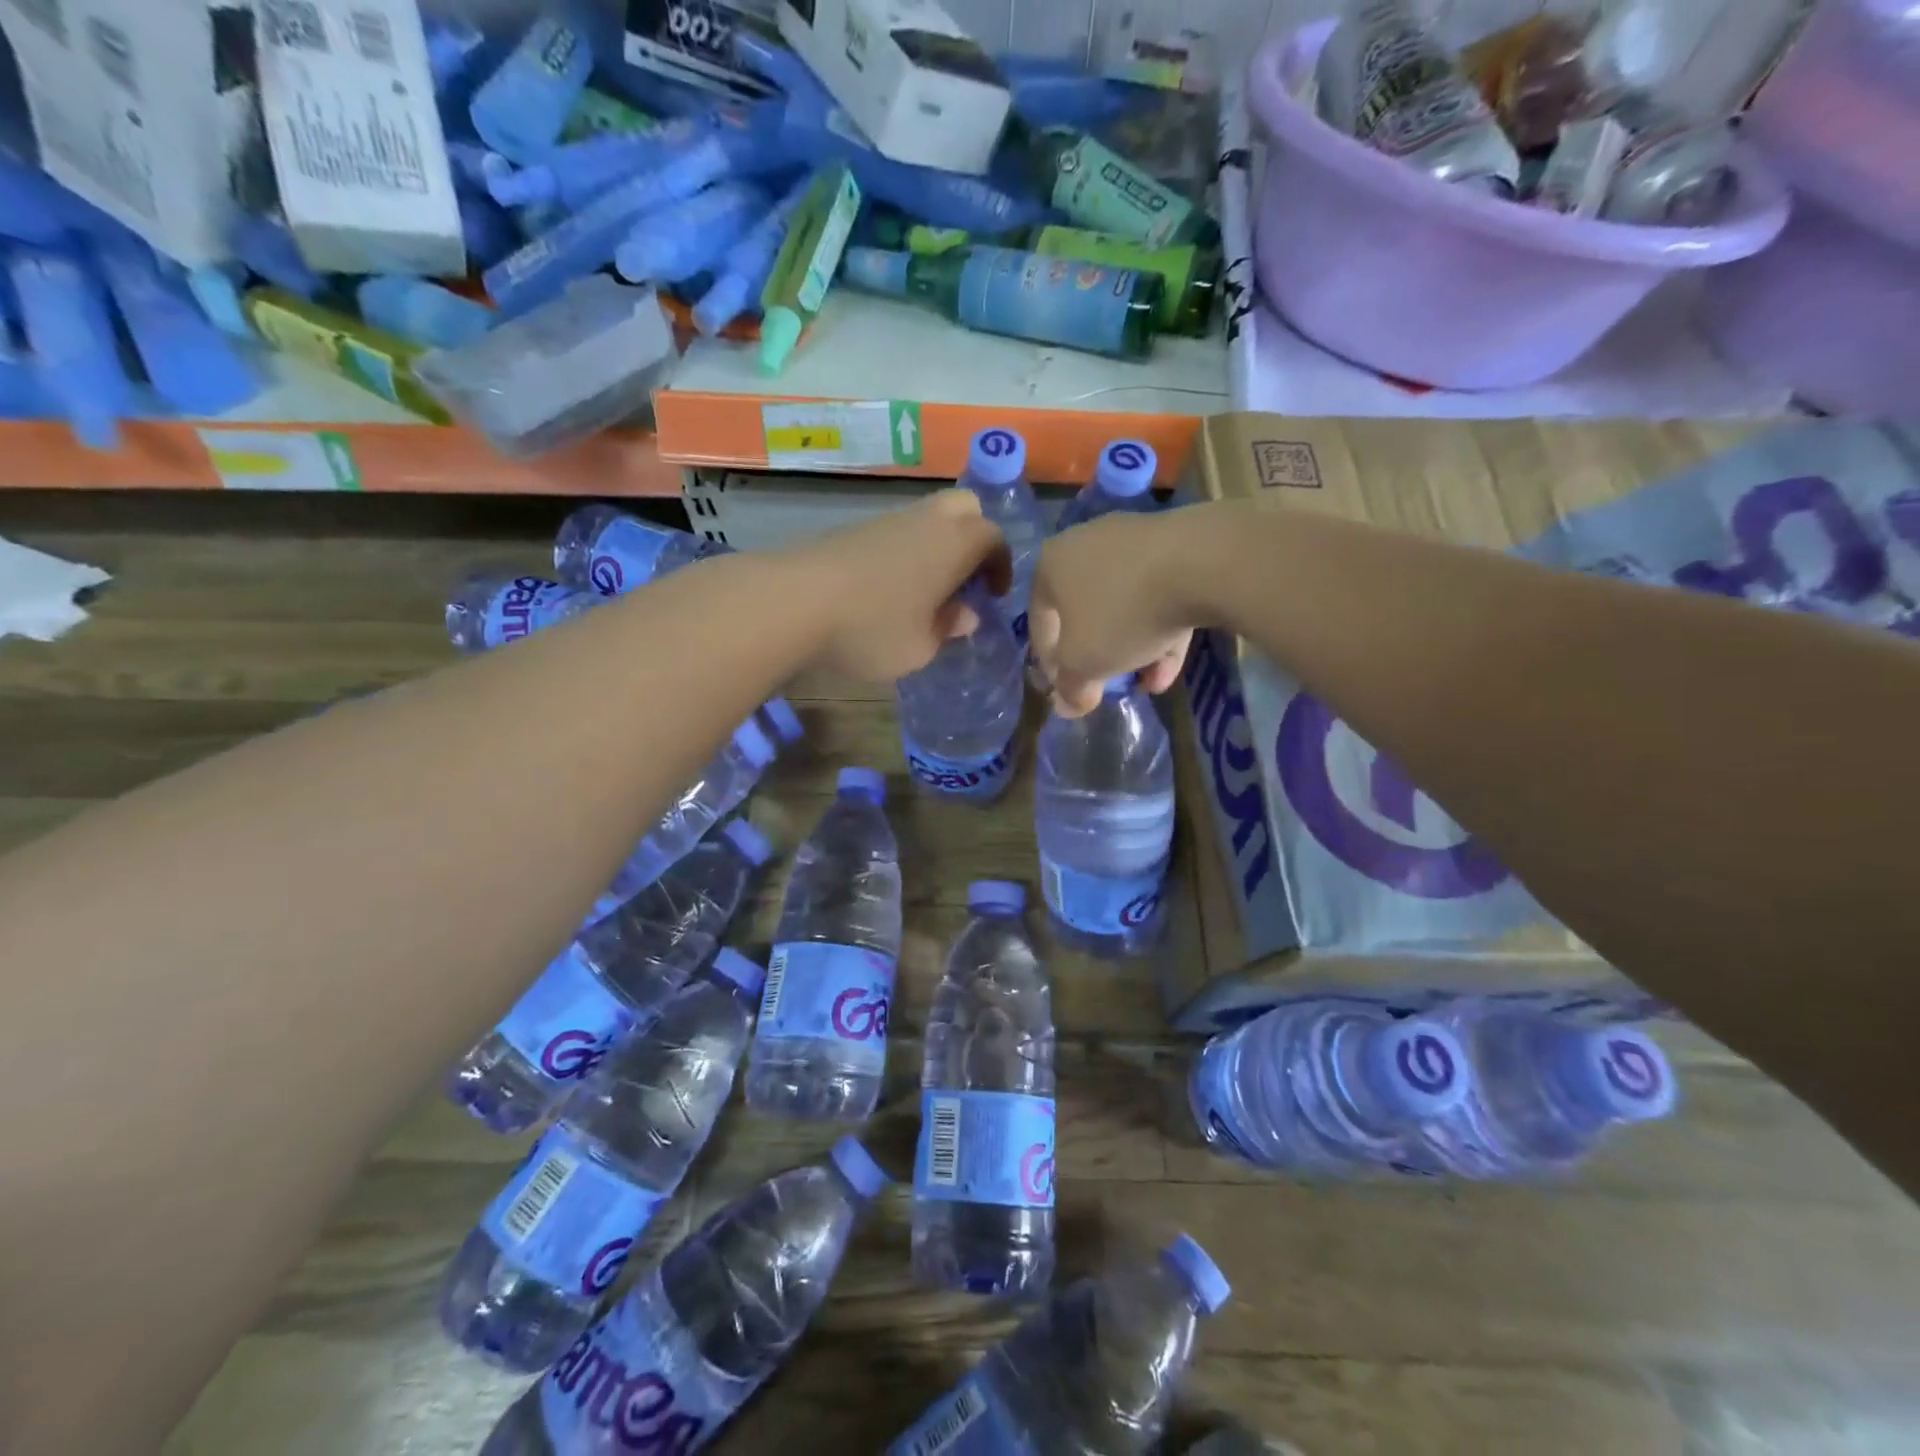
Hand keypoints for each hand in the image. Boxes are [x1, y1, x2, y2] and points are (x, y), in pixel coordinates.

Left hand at [784, 489, 1010, 682]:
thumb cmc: (872, 628)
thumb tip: (965, 615)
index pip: (994, 538)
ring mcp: (885, 520)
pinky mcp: (852, 529)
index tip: (993, 595)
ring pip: (926, 518)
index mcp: (955, 544)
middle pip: (964, 508)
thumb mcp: (919, 647)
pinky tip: (887, 589)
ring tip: (925, 590)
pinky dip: (905, 551)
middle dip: (973, 537)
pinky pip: (895, 531)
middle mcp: (926, 521)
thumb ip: (947, 628)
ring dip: (936, 545)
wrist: (793, 601)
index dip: (1000, 565)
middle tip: (965, 579)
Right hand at [1029, 511, 1196, 716]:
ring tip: (1149, 682)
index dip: (1050, 663)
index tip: (1068, 689)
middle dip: (1098, 655)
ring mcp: (1133, 539)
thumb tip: (1067, 706)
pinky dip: (1161, 628)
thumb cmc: (1122, 613)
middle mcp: (1086, 544)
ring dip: (1134, 648)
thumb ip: (1071, 687)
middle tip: (1108, 684)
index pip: (1040, 621)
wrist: (1200, 564)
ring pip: (1126, 605)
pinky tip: (1171, 664)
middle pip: (1086, 611)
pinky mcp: (1176, 543)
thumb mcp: (1086, 663)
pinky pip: (1158, 593)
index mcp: (1052, 565)